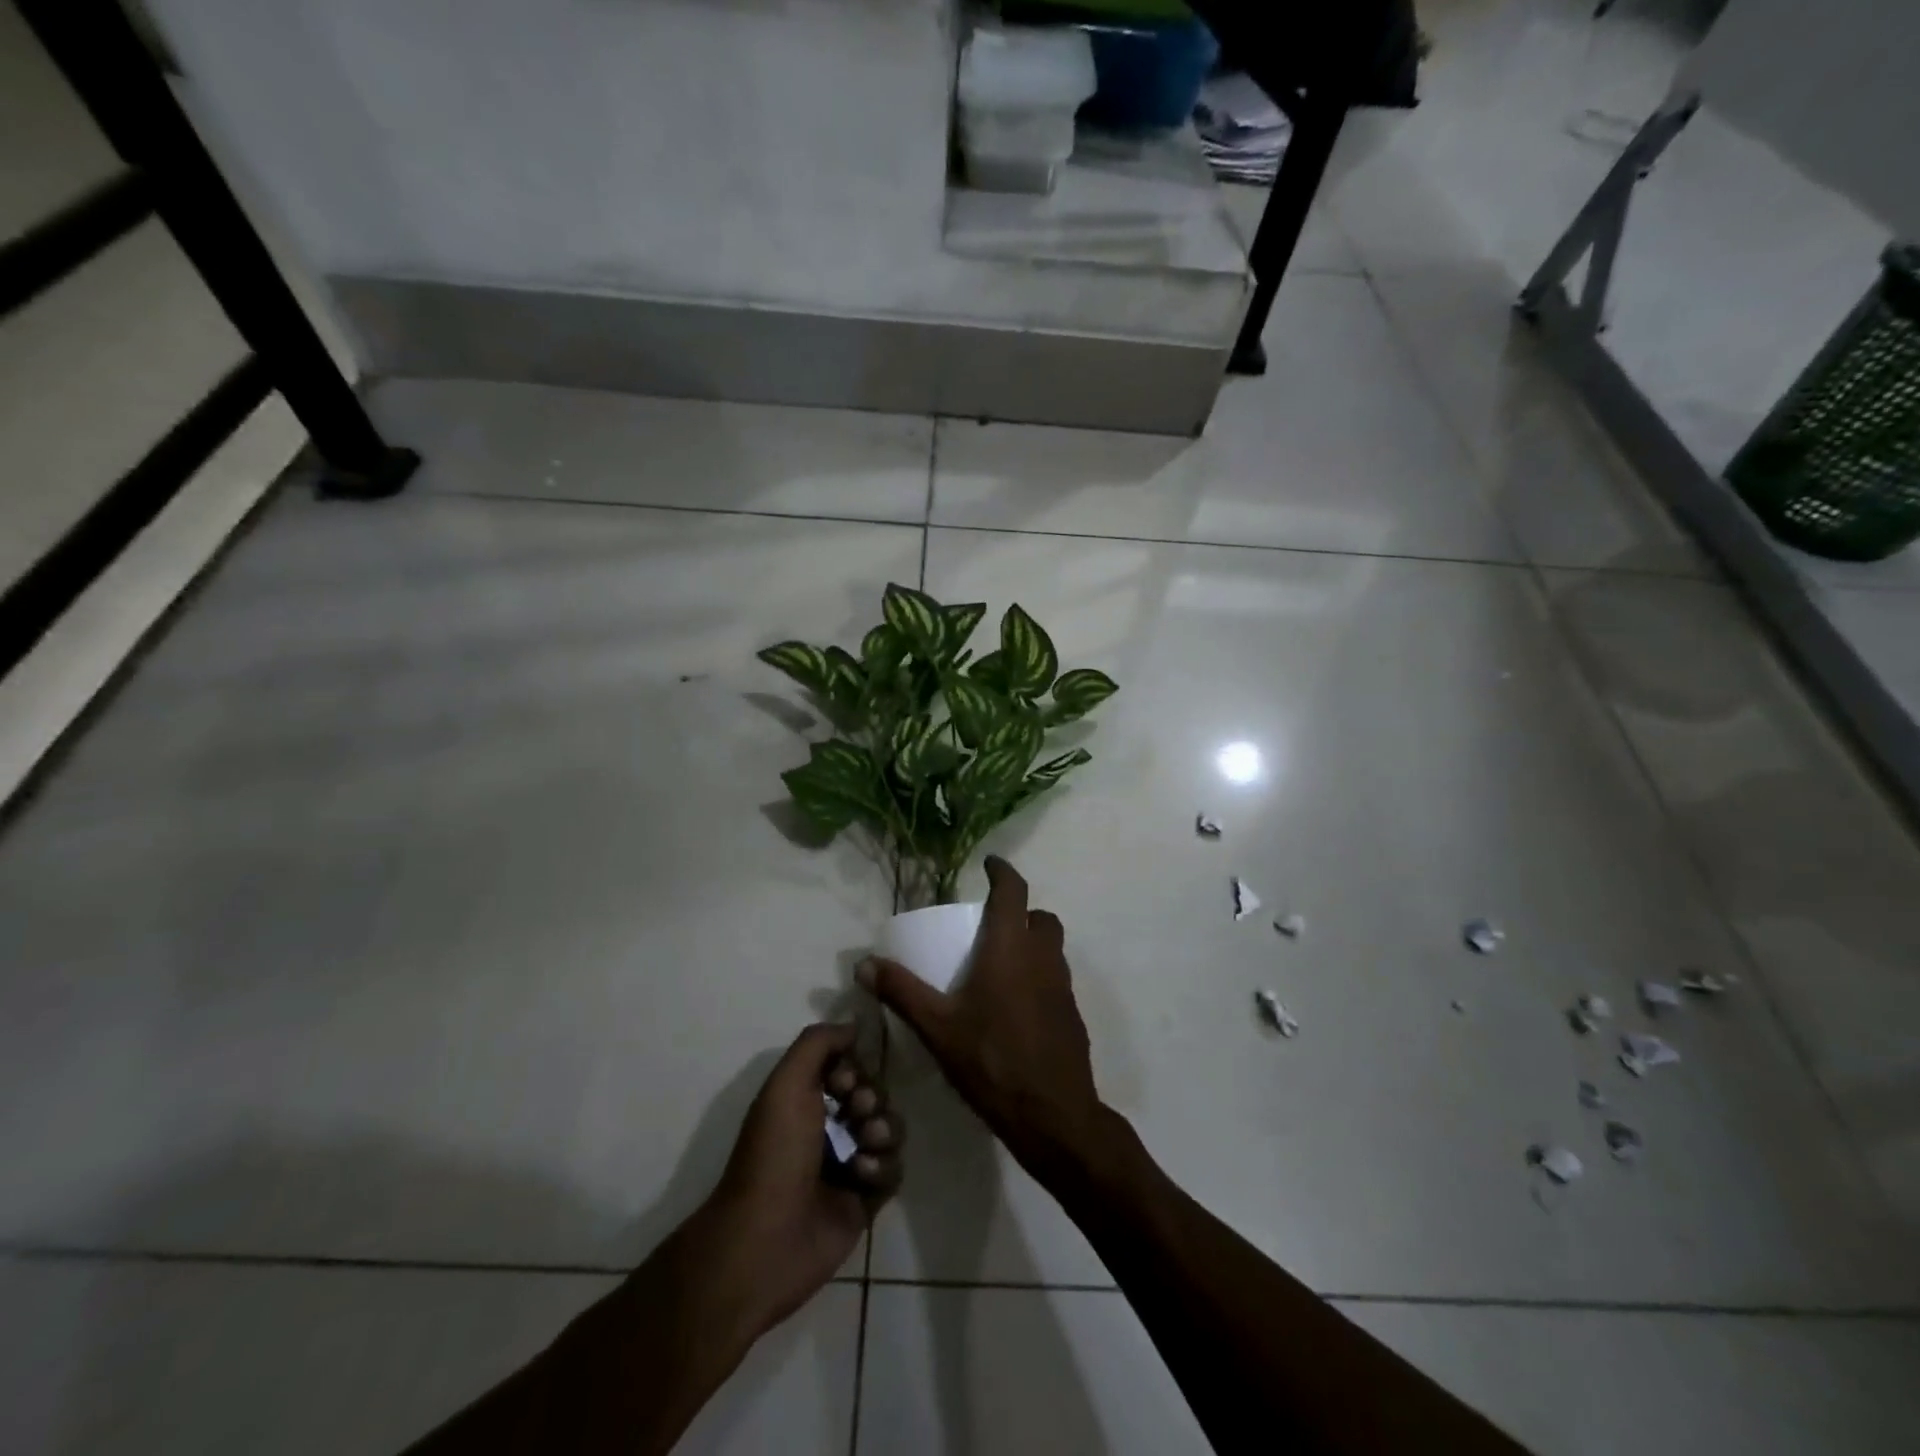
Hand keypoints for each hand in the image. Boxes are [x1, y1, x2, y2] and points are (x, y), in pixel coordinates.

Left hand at [701, 1024, 900, 1339]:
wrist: (767, 1238)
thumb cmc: (774, 1153)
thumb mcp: (786, 1082)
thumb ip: (819, 1042)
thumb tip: (854, 1026)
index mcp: (805, 1099)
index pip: (850, 1068)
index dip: (855, 1069)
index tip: (845, 1082)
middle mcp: (828, 1126)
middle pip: (875, 1095)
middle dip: (873, 1098)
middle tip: (857, 1112)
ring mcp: (849, 1164)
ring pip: (890, 1129)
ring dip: (883, 1131)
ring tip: (863, 1149)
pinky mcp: (866, 1199)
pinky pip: (894, 1168)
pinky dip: (883, 1167)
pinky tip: (861, 1176)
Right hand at [857, 856, 1104, 1180]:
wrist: (1053, 1115)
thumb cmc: (992, 1061)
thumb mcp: (938, 1027)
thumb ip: (902, 992)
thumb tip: (864, 963)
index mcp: (1011, 949)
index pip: (1013, 891)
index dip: (1003, 871)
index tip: (990, 863)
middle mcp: (1043, 958)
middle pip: (1040, 917)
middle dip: (1020, 911)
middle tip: (991, 924)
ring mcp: (1063, 986)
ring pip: (1052, 947)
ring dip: (1031, 942)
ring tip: (1000, 963)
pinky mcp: (1072, 1014)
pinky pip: (1057, 977)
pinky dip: (1039, 974)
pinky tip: (1016, 1005)